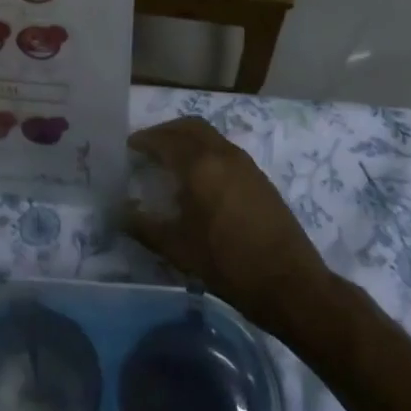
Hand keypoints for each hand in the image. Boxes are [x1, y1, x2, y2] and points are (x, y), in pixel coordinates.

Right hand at [124, 117, 330, 333]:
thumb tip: (120, 212)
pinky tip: (199, 178)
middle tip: (148, 146)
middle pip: (189, 126)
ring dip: (187, 139)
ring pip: (210, 135)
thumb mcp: (178, 249)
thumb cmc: (228, 264)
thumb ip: (145, 227)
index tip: (129, 147)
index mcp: (200, 165)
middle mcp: (223, 154)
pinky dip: (205, 150)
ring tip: (171, 161)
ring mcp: (245, 163)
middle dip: (166, 131)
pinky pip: (224, 149)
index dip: (144, 140)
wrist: (290, 284)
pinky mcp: (259, 177)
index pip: (165, 140)